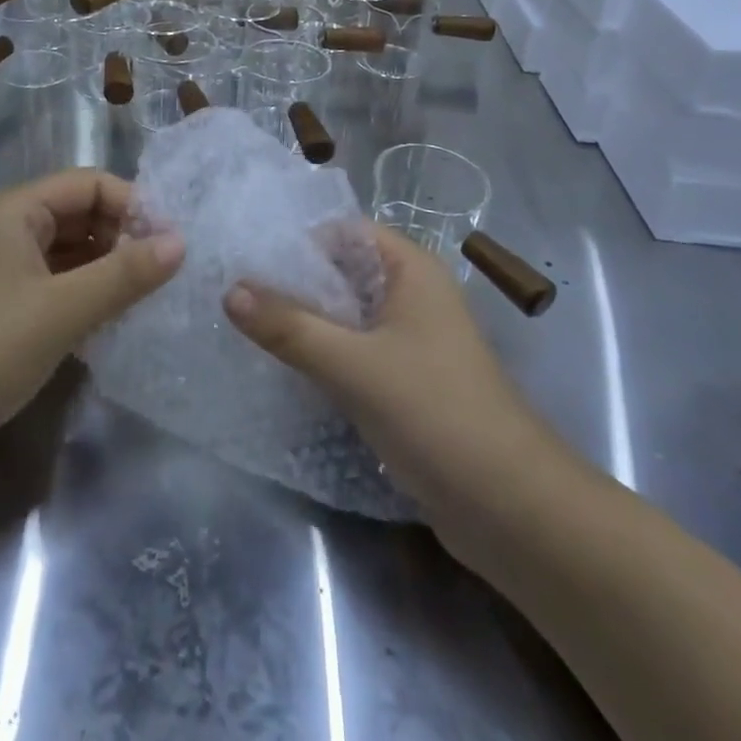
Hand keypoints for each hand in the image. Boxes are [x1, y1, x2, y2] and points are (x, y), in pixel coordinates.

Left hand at [0, 170, 183, 456]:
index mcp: (17, 211)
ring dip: (108, 268)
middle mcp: (10, 229)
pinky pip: (58, 283)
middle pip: (82, 214)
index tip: (169, 245)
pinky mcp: (4, 306)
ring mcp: (5, 269)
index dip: (133, 206)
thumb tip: (181, 242)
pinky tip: (112, 321)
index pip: (90, 183)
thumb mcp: (62, 310)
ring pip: (73, 251)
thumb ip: (124, 275)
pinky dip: (87, 293)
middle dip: (123, 238)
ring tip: (145, 298)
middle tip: (161, 275)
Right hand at [224, 225, 575, 562]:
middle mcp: (414, 296)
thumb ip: (290, 327)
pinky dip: (325, 356)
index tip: (249, 259)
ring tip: (248, 329)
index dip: (300, 240)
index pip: (346, 232)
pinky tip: (285, 370)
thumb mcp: (354, 365)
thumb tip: (230, 291)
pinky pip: (356, 353)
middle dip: (295, 284)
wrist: (510, 508)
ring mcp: (412, 342)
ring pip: (348, 317)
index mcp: (412, 270)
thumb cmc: (436, 413)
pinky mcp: (407, 384)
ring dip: (307, 323)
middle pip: (343, 273)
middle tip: (237, 294)